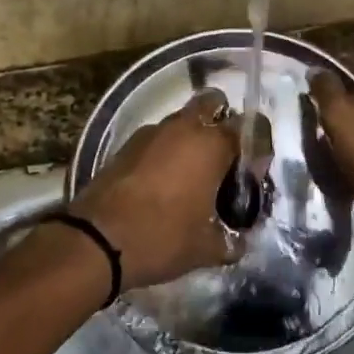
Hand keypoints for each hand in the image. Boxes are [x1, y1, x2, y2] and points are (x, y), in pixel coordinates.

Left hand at [69, 89, 240, 289]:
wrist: (96, 242)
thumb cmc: (162, 238)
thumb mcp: (208, 248)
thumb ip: (232, 239)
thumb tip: (239, 240)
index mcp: (211, 144)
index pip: (250, 127)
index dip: (256, 150)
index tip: (250, 178)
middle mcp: (183, 128)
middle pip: (212, 104)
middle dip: (222, 124)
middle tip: (223, 161)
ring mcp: (151, 133)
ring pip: (181, 121)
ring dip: (191, 139)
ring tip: (192, 178)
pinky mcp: (126, 145)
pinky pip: (157, 139)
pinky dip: (166, 151)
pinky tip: (163, 184)